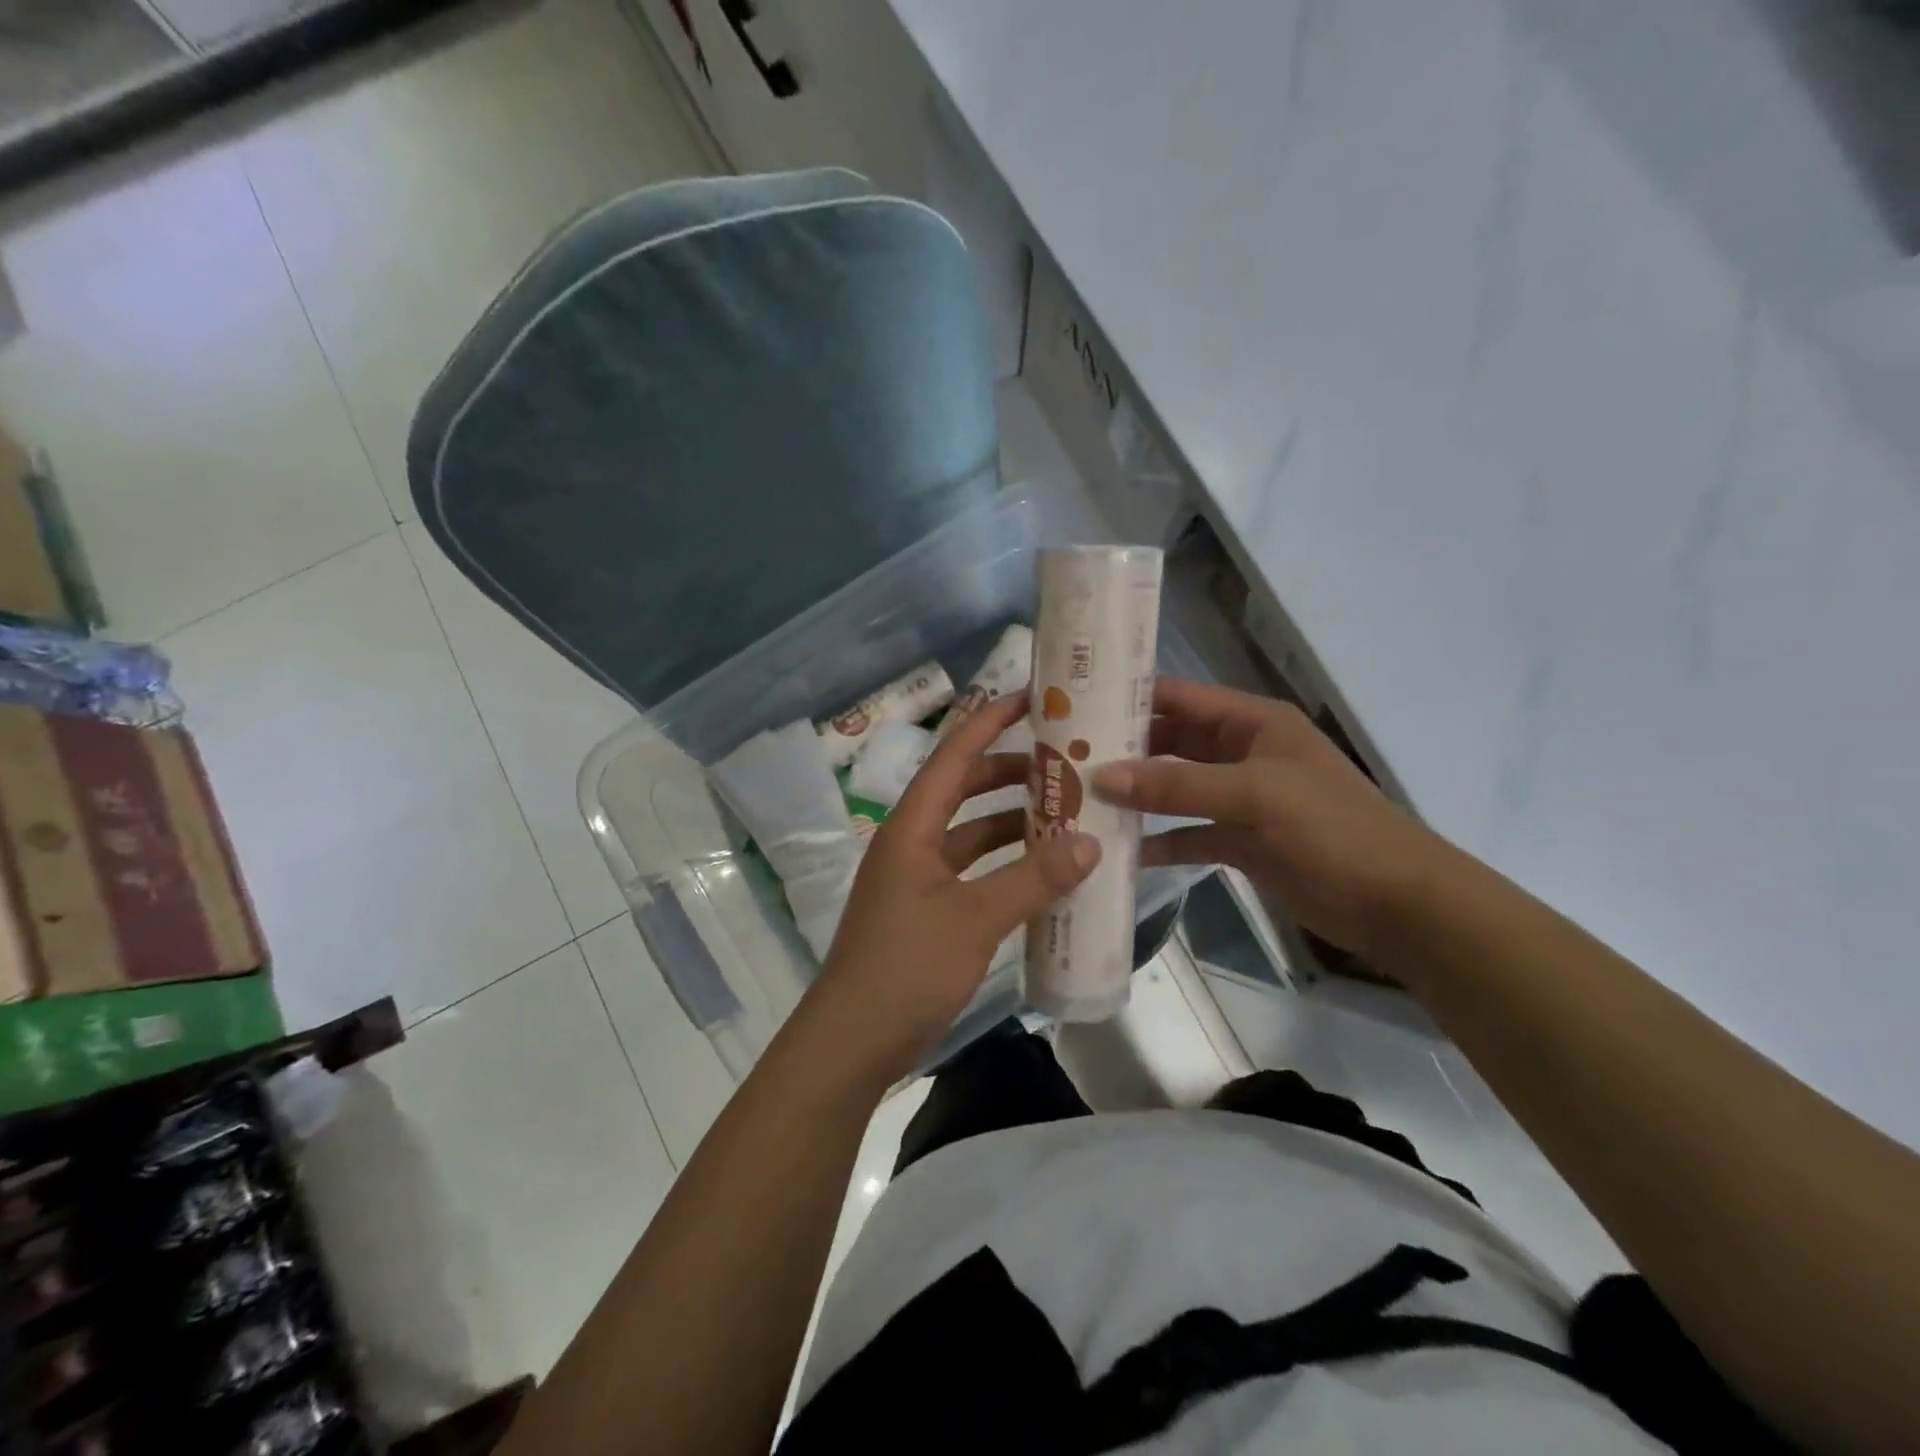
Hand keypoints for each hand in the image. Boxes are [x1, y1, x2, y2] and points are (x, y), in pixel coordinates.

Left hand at [801, 692, 1099, 1085]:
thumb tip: (1091, 842)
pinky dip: (1006, 866)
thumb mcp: (975, 919)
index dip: (990, 722)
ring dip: (1013, 823)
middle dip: (1010, 774)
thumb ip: (1033, 879)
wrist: (852, 1043)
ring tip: (1067, 816)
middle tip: (1065, 766)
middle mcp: (912, 842)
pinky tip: (1043, 874)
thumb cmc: (906, 968)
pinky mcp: (927, 912)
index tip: (1032, 700)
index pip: (953, 756)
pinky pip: (973, 872)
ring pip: (972, 833)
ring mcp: (918, 879)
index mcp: (912, 827)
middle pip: (964, 790)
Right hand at [1093, 678, 1444, 955]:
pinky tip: (1121, 851)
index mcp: (1251, 722)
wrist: (1396, 904)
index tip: (1074, 707)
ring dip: (1135, 797)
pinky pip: (1187, 834)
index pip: (1179, 696)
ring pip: (1174, 790)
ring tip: (1079, 802)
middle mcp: (1241, 753)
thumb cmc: (1331, 829)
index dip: (1129, 698)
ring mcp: (1239, 799)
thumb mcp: (1254, 795)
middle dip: (1122, 751)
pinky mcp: (1240, 841)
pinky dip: (1159, 841)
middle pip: (1170, 743)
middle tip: (1063, 761)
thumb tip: (1101, 778)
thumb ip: (1177, 785)